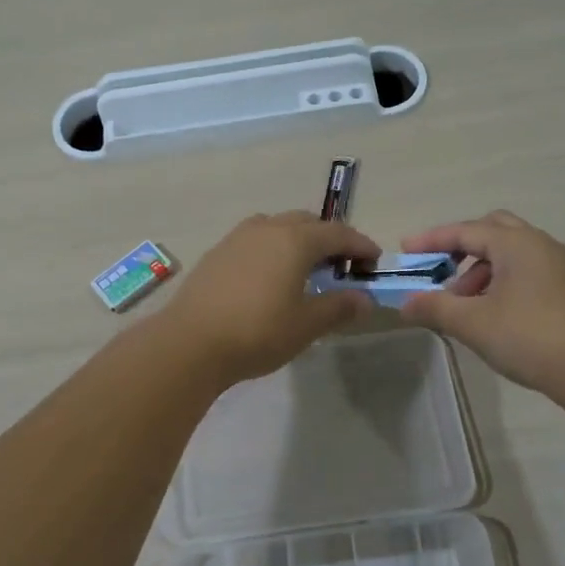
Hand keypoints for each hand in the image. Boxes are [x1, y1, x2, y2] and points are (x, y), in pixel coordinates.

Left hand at [159, 211, 379, 384]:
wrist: (190, 342)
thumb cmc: (257, 332)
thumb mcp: (306, 325)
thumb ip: (338, 307)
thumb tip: (365, 299)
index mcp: (295, 240)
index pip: (338, 233)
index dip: (360, 245)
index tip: (374, 260)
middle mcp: (267, 229)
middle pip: (306, 222)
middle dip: (329, 238)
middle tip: (341, 264)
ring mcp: (237, 238)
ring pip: (277, 226)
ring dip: (297, 239)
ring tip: (305, 267)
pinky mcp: (217, 253)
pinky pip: (255, 240)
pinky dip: (272, 248)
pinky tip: (270, 276)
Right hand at [397, 211, 564, 396]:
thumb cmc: (529, 336)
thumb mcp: (473, 323)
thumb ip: (435, 308)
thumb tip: (405, 304)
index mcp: (515, 243)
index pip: (466, 230)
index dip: (432, 239)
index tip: (406, 249)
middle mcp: (539, 245)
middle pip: (493, 230)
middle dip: (462, 247)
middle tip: (440, 270)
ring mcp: (558, 267)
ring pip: (511, 254)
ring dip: (481, 270)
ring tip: (463, 304)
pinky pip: (526, 272)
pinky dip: (501, 282)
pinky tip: (492, 314)